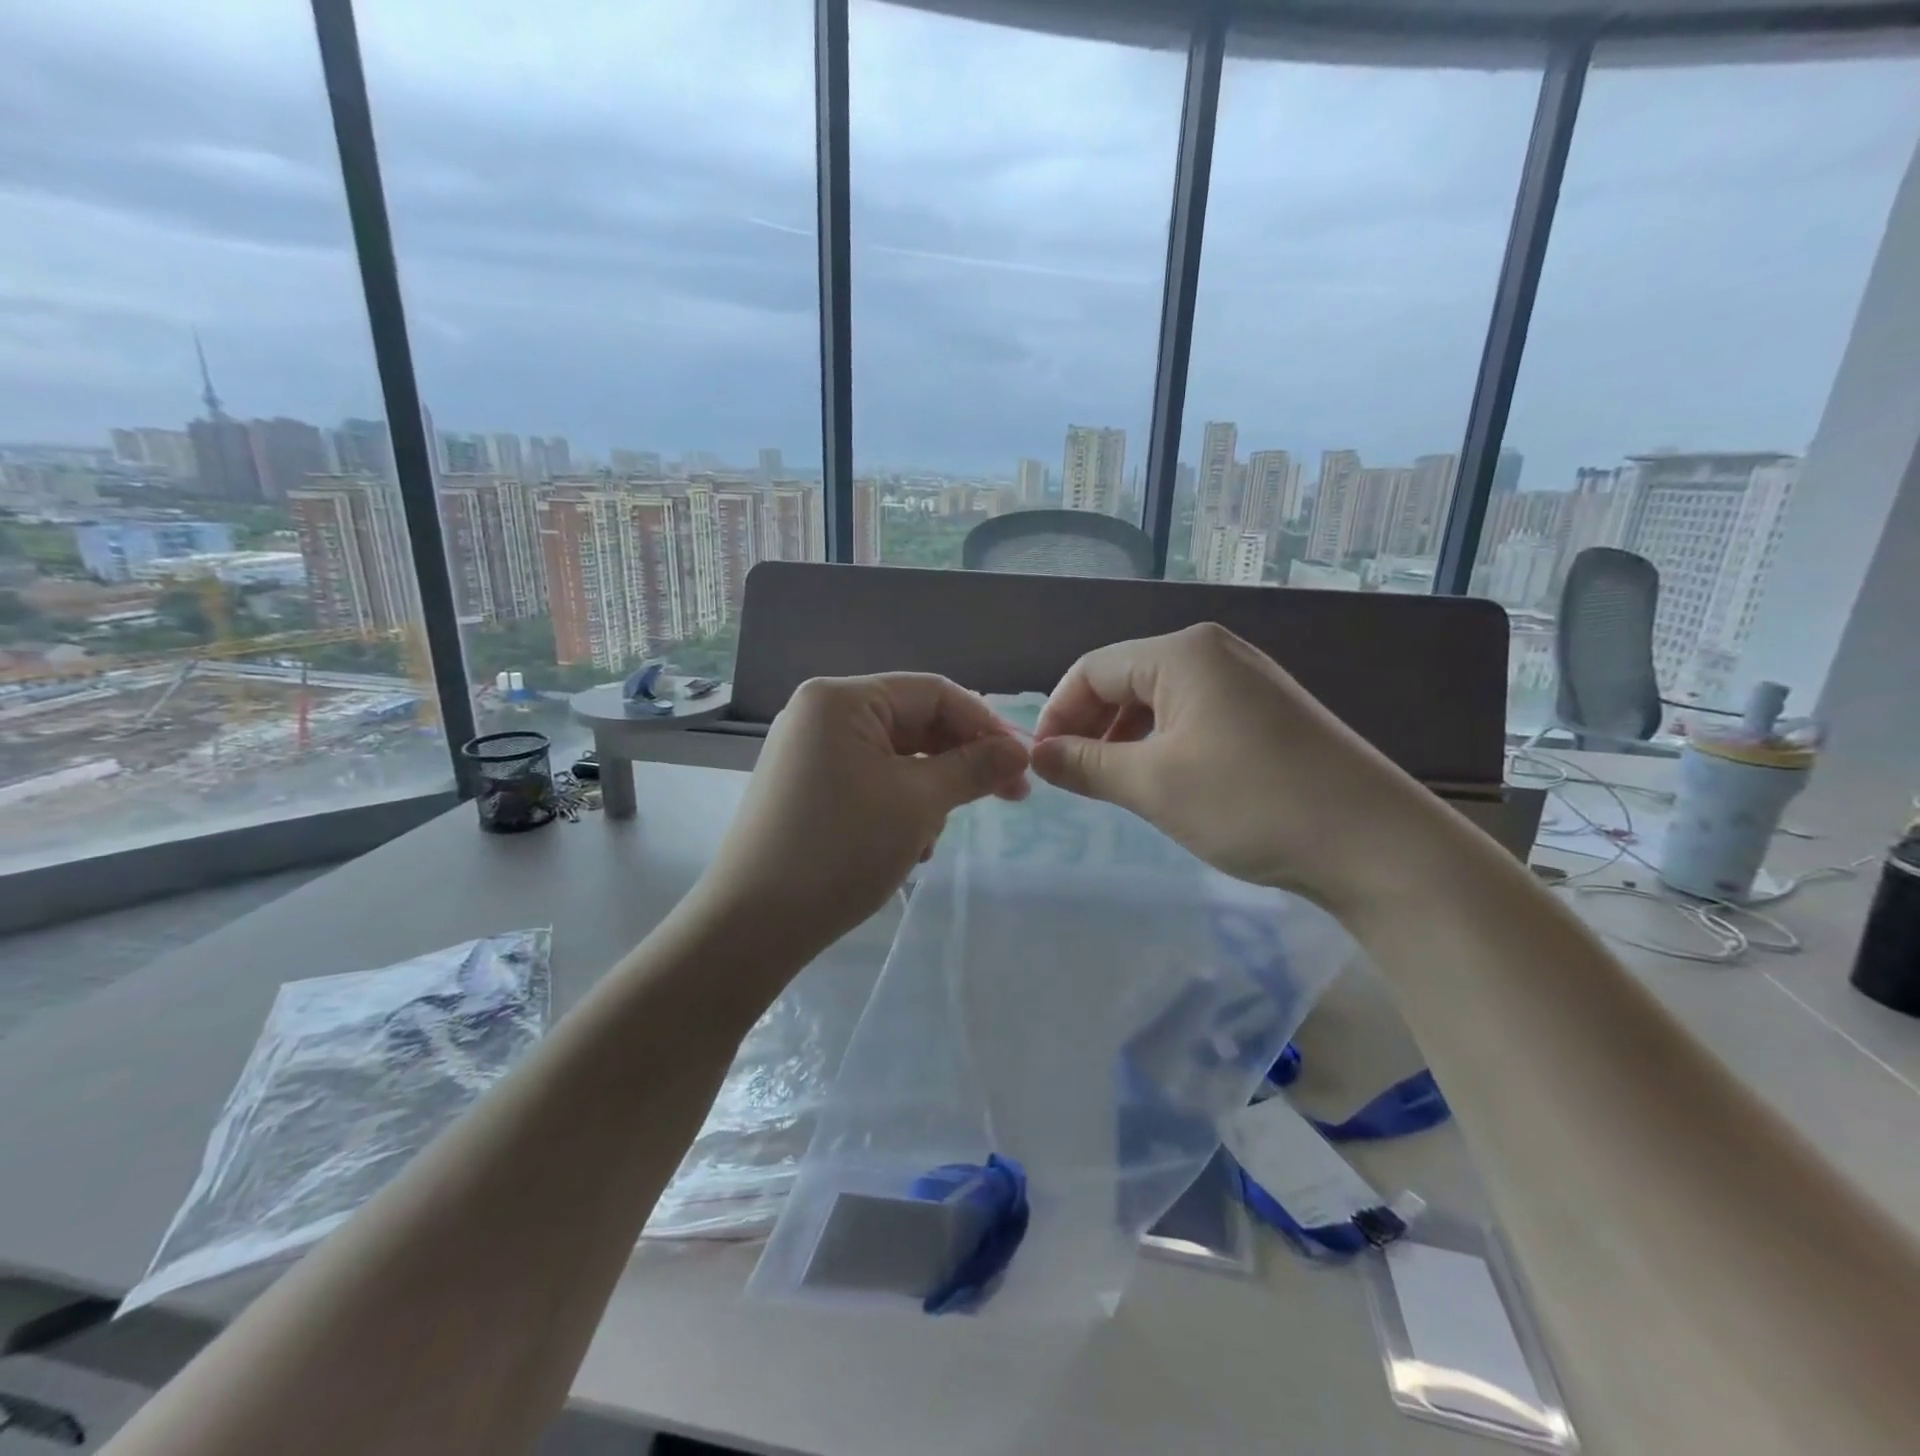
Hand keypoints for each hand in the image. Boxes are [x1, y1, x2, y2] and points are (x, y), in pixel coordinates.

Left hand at [696, 673, 1029, 956]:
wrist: (752, 925)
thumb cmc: (841, 850)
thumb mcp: (919, 804)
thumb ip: (974, 768)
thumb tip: (1020, 751)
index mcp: (842, 699)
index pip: (933, 693)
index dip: (985, 725)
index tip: (1023, 765)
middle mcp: (821, 714)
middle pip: (913, 723)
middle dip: (958, 764)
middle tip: (1005, 798)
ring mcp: (809, 752)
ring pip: (895, 757)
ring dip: (929, 793)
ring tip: (931, 839)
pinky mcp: (805, 787)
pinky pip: (869, 780)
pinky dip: (898, 806)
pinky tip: (906, 848)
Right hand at [1029, 623, 1436, 915]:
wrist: (1375, 843)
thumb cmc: (1251, 803)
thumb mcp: (1153, 785)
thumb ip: (1086, 765)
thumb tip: (1038, 755)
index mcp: (1183, 652)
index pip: (1093, 669)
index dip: (1057, 713)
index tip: (1038, 762)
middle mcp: (1214, 652)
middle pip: (1126, 679)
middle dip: (1089, 725)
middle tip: (1070, 776)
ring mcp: (1247, 680)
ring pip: (1160, 700)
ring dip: (1124, 737)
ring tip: (1111, 782)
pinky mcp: (1268, 712)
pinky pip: (1194, 716)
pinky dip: (1163, 743)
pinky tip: (1162, 779)